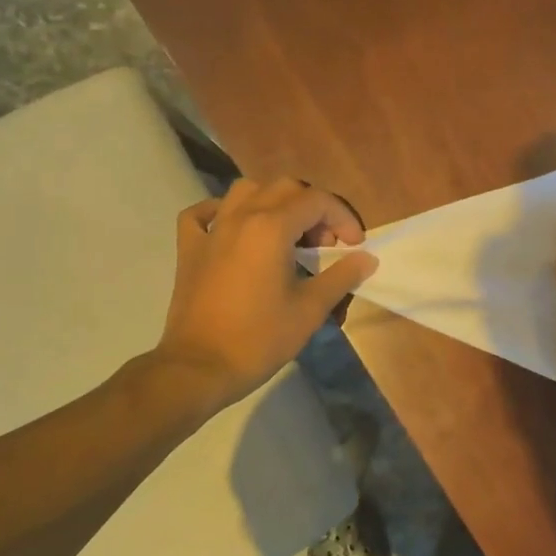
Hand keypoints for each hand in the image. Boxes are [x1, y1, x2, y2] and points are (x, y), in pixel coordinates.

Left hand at [152, 178, 376, 415]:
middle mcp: (241, 217)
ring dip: (272, 202)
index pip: (317, 201)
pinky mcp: (189, 249)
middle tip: (325, 243)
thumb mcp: (310, 309)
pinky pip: (202, 214)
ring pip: (245, 191)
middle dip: (313, 209)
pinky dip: (221, 212)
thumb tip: (367, 259)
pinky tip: (233, 228)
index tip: (355, 246)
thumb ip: (341, 276)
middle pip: (285, 188)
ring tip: (286, 232)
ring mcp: (211, 230)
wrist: (200, 368)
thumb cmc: (260, 338)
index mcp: (272, 227)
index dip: (343, 218)